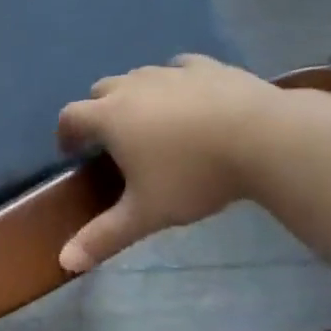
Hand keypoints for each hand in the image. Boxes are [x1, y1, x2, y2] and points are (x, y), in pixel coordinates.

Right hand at [55, 55, 279, 273]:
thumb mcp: (146, 213)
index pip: (70, 116)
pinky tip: (190, 99)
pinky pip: (180, 68)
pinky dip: (175, 82)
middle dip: (98, 112)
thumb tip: (65, 263)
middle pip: (100, 90)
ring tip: (153, 122)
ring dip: (135, 95)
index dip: (66, 134)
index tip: (74, 152)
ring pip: (139, 76)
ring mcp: (171, 72)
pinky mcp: (207, 66)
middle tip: (113, 140)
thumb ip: (104, 237)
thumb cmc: (194, 175)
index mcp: (110, 117)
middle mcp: (133, 87)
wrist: (266, 138)